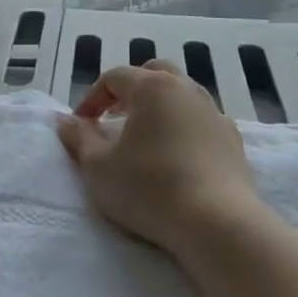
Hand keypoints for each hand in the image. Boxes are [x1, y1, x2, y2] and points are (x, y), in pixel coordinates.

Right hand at [55, 62, 258, 256]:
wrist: (218, 223)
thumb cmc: (151, 189)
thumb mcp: (100, 168)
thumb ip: (79, 139)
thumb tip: (64, 120)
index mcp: (152, 87)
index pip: (114, 77)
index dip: (92, 98)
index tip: (80, 125)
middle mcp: (185, 89)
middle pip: (152, 73)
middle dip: (129, 90)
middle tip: (113, 116)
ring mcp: (213, 112)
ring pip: (181, 93)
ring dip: (159, 106)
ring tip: (145, 134)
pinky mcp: (232, 139)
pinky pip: (202, 120)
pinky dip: (184, 126)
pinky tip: (178, 154)